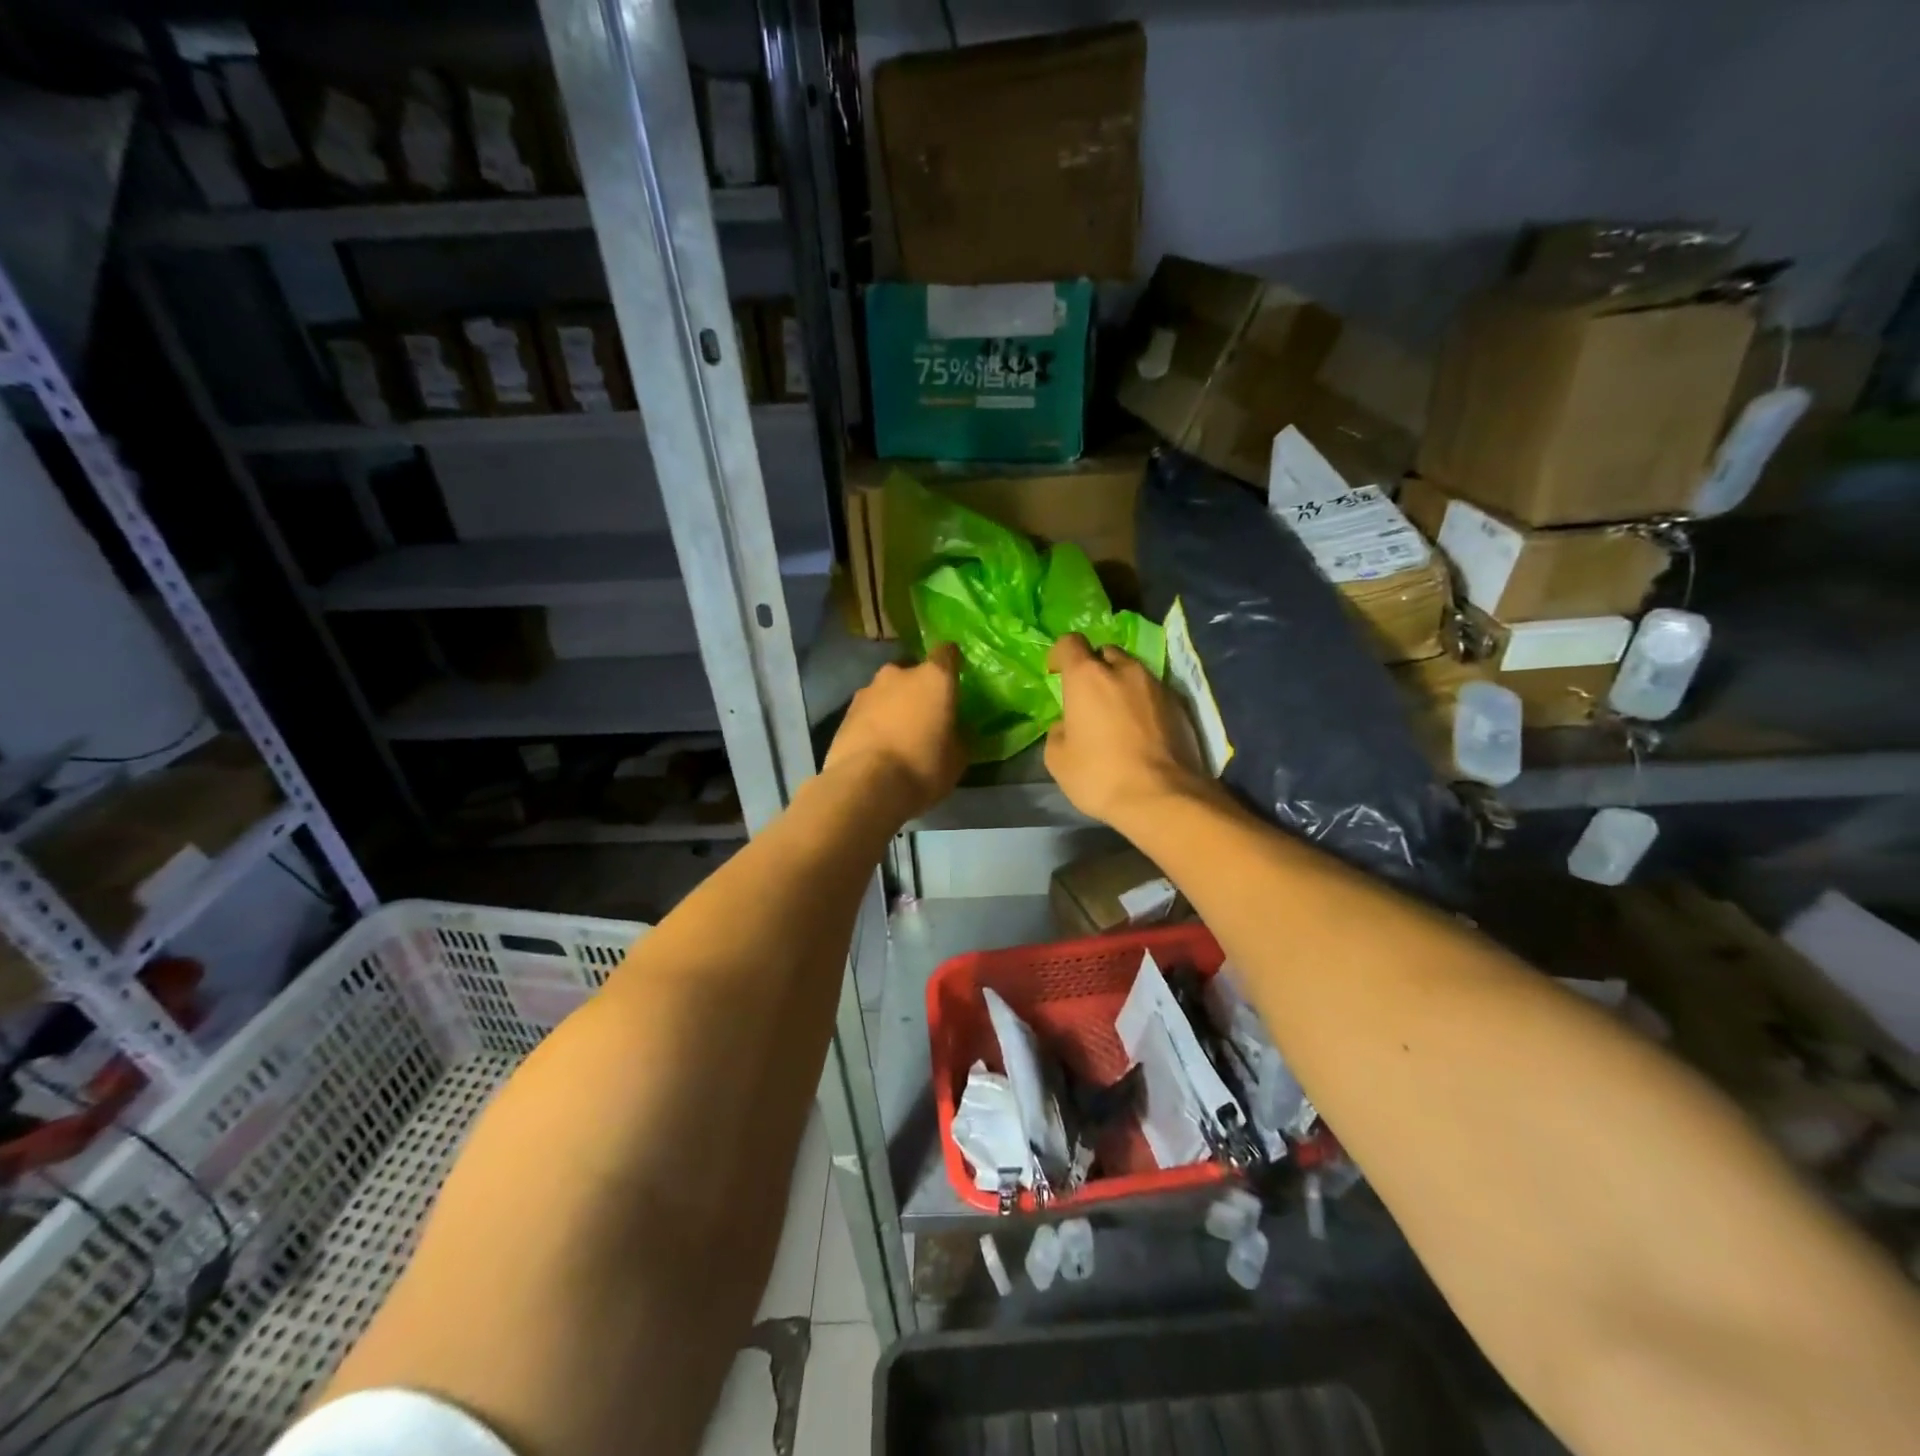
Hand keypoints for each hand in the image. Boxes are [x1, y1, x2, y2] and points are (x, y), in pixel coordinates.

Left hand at [824, 643, 965, 818]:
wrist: (865, 785)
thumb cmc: (922, 767)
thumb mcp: (957, 758)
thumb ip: (959, 735)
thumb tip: (956, 729)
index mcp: (934, 678)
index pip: (947, 653)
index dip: (951, 663)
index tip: (954, 678)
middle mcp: (899, 674)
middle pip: (913, 673)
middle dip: (919, 689)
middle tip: (926, 716)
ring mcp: (868, 690)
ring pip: (888, 691)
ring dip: (894, 706)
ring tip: (899, 735)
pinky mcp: (845, 712)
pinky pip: (869, 711)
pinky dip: (874, 722)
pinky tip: (878, 746)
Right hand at [1045, 633, 1208, 828]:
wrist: (1162, 797)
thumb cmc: (1099, 776)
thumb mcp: (1058, 759)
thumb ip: (1059, 731)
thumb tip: (1068, 725)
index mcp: (1087, 677)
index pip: (1070, 643)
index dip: (1059, 655)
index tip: (1055, 674)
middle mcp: (1123, 670)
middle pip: (1105, 653)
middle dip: (1094, 668)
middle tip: (1089, 696)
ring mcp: (1156, 685)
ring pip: (1133, 671)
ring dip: (1121, 684)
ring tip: (1117, 713)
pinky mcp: (1180, 704)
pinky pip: (1154, 692)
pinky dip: (1143, 702)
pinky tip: (1141, 729)